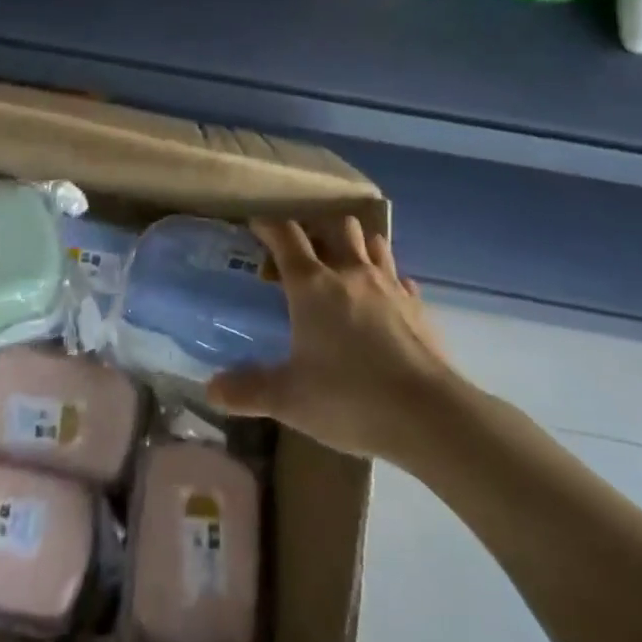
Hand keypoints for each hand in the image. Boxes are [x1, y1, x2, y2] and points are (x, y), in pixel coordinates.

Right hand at [206, 217, 456, 460]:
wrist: (431, 416)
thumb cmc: (351, 398)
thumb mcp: (289, 400)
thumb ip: (248, 390)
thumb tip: (211, 388)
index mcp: (312, 285)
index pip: (286, 236)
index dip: (268, 225)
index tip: (256, 225)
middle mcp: (351, 273)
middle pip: (335, 227)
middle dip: (317, 232)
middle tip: (303, 256)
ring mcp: (390, 286)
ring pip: (372, 244)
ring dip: (356, 246)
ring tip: (344, 268)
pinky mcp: (418, 307)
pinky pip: (400, 279)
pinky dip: (387, 281)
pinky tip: (383, 302)